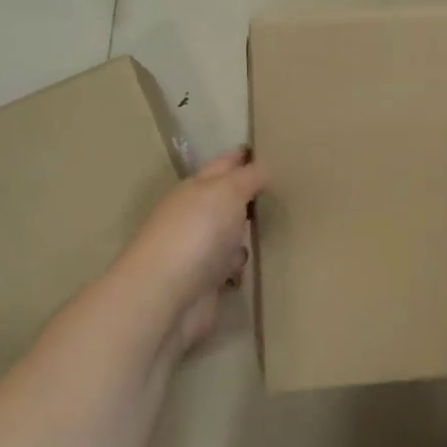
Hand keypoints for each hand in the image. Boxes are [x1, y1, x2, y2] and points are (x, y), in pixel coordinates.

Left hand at [113, 148, 266, 355]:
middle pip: (224, 199)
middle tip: (280, 187)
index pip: (223, 164)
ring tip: (273, 224)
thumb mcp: (229, 191)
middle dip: (246, 193)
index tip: (266, 149)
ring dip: (242, 230)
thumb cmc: (197, 232)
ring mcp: (197, 250)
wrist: (166, 297)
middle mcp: (195, 215)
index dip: (242, 156)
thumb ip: (249, 177)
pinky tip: (254, 263)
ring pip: (226, 232)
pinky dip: (237, 262)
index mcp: (196, 188)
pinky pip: (227, 265)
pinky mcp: (203, 282)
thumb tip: (263, 166)